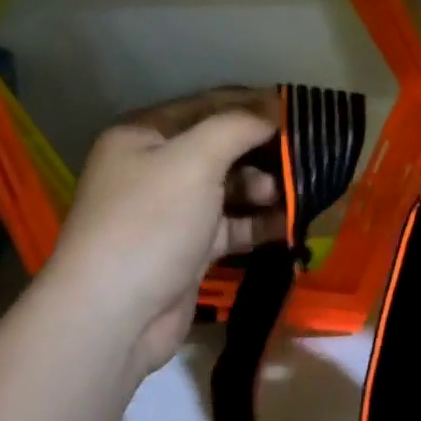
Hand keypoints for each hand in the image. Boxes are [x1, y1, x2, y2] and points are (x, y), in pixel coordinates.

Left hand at [43, 87, 286, 377]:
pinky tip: (290, 224)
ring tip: (294, 194)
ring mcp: (172, 211)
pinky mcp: (188, 249)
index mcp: (144, 135)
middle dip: (262, 149)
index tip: (296, 107)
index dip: (251, 104)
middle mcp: (155, 167)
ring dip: (264, 187)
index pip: (206, 105)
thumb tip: (272, 108)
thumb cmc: (150, 222)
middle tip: (306, 153)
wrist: (114, 316)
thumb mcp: (193, 160)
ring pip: (228, 188)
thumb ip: (236, 127)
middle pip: (220, 147)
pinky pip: (231, 225)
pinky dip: (259, 223)